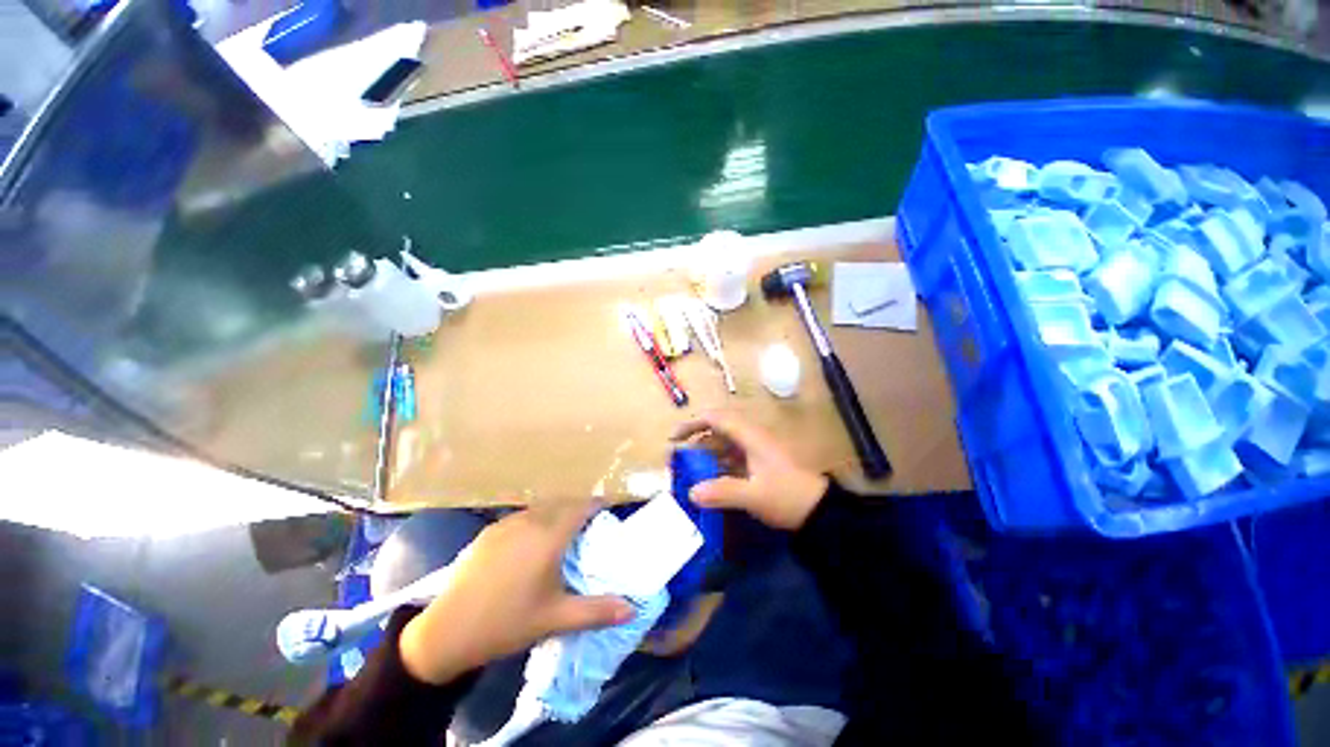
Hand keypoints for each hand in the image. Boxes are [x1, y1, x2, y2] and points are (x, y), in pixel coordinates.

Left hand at [399, 502, 634, 684]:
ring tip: (564, 531)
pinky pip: (523, 516)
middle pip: (563, 503)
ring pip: (542, 507)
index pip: (582, 507)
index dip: (598, 504)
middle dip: (579, 508)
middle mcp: (530, 521)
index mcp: (549, 537)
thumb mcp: (555, 619)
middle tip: (591, 524)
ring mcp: (507, 524)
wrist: (446, 632)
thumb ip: (596, 611)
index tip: (610, 509)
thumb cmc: (506, 624)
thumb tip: (632, 609)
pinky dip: (537, 519)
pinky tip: (532, 541)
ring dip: (557, 512)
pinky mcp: (490, 531)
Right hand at [672, 411, 828, 530]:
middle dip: (695, 440)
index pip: (716, 418)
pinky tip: (707, 480)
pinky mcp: (757, 464)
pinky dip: (716, 465)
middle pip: (717, 430)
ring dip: (704, 453)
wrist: (819, 510)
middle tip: (676, 456)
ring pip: (723, 444)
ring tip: (687, 469)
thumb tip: (691, 492)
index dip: (692, 423)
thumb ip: (722, 492)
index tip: (674, 438)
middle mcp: (750, 438)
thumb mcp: (754, 495)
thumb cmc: (787, 496)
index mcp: (749, 436)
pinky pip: (730, 458)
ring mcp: (754, 451)